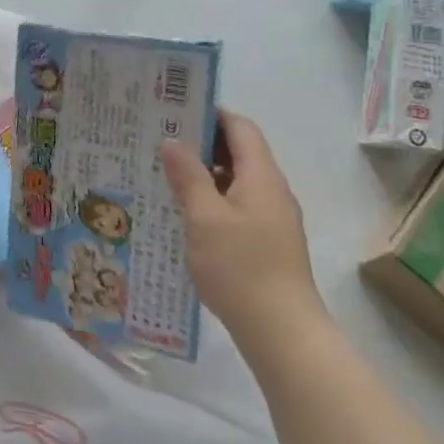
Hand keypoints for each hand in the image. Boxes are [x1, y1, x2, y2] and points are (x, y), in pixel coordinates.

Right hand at [160, 109, 322, 329]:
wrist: (282, 332)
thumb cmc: (241, 268)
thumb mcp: (204, 218)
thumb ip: (188, 176)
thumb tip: (173, 140)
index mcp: (261, 177)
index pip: (241, 128)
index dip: (211, 114)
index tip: (175, 111)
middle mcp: (272, 191)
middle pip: (240, 152)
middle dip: (202, 143)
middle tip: (161, 141)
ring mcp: (273, 218)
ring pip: (237, 181)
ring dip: (205, 174)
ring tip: (165, 175)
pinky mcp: (267, 242)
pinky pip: (237, 206)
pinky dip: (213, 200)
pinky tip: (185, 214)